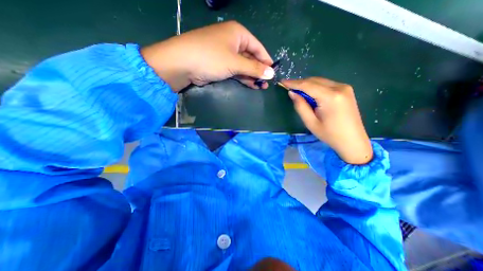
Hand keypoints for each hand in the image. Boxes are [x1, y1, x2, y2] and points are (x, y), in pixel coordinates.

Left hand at [142, 20, 272, 91]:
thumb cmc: (211, 58)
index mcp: (238, 34)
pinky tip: (250, 84)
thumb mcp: (235, 63)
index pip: (258, 47)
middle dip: (259, 71)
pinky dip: (243, 77)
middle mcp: (232, 41)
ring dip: (252, 76)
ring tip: (260, 86)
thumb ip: (254, 69)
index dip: (266, 61)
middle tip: (266, 84)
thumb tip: (271, 74)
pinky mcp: (220, 65)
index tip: (273, 73)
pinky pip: (235, 70)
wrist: (182, 64)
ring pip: (243, 65)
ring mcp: (225, 54)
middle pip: (251, 57)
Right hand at [284, 77, 372, 163]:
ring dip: (307, 85)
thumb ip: (300, 106)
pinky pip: (326, 84)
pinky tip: (310, 94)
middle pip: (314, 80)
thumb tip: (292, 93)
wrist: (352, 140)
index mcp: (330, 97)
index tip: (282, 81)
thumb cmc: (329, 134)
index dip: (293, 83)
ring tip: (297, 92)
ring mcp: (345, 87)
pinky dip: (315, 87)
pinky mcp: (346, 90)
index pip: (307, 85)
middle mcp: (339, 87)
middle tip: (288, 88)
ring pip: (320, 81)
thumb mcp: (310, 122)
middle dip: (300, 83)